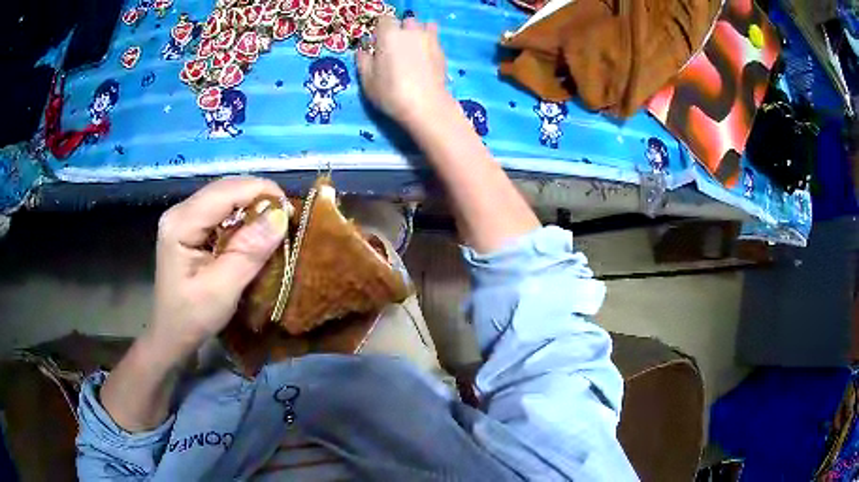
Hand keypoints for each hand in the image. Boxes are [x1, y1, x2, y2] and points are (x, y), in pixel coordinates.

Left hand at [148, 177, 287, 363]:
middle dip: (259, 198)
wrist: (172, 335)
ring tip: (274, 227)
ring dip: (252, 208)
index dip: (261, 192)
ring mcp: (184, 217)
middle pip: (226, 188)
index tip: (291, 212)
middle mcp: (180, 211)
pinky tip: (253, 234)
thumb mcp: (222, 290)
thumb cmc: (192, 318)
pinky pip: (222, 210)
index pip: (226, 191)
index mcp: (181, 223)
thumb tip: (280, 216)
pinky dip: (242, 217)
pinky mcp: (190, 226)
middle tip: (286, 221)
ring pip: (226, 197)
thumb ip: (248, 252)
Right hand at [356, 16, 448, 126]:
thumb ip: (363, 62)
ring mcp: (429, 39)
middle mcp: (410, 31)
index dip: (381, 30)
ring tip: (414, 49)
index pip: (384, 20)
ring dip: (419, 33)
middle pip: (406, 21)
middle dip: (402, 30)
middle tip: (397, 48)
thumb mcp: (367, 80)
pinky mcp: (442, 50)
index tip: (378, 43)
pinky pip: (435, 39)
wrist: (426, 105)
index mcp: (389, 35)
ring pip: (425, 26)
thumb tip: (362, 52)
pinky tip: (426, 58)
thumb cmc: (391, 92)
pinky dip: (430, 43)